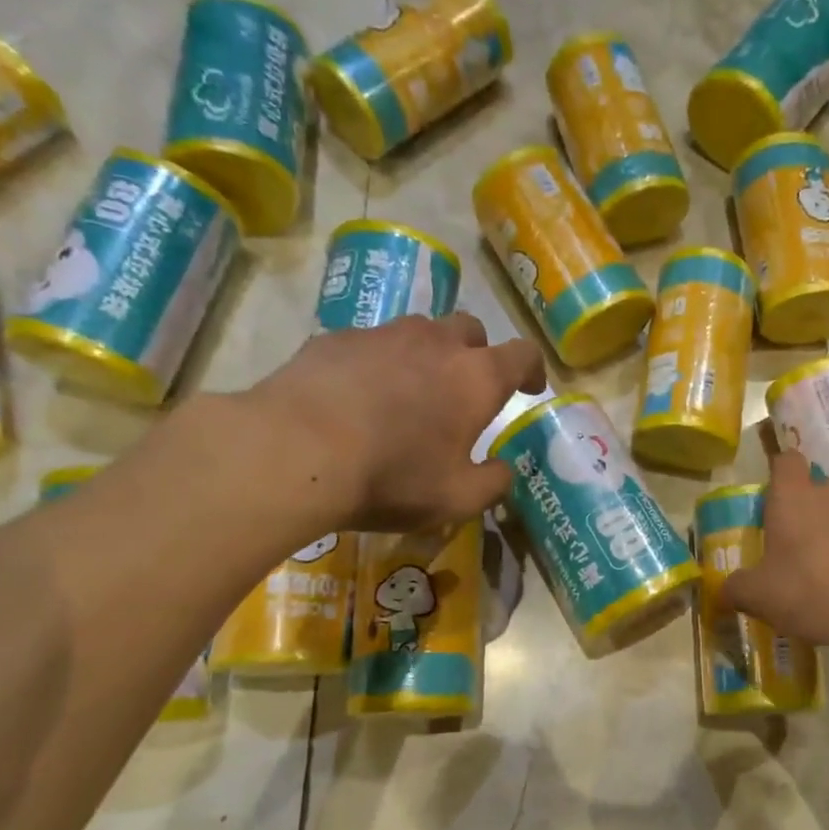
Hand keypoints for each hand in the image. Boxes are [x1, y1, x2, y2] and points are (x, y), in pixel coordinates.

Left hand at [227, 313, 545, 533]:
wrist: (296, 452)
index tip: (530, 388)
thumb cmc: (392, 477)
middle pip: (470, 329)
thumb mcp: (457, 500)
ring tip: (411, 390)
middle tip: (467, 387)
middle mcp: (436, 343)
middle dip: (478, 353)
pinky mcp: (336, 338)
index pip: (523, 354)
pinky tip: (359, 395)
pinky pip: (370, 343)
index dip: (532, 369)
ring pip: (419, 331)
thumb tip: (504, 470)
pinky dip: (378, 363)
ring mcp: (383, 334)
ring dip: (427, 354)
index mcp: (476, 378)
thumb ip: (492, 484)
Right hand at [725, 451, 828, 651]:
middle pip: (822, 487)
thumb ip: (738, 589)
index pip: (786, 461)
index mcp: (794, 497)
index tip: (775, 497)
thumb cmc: (815, 590)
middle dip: (814, 510)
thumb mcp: (762, 597)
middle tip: (805, 547)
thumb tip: (723, 590)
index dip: (780, 473)